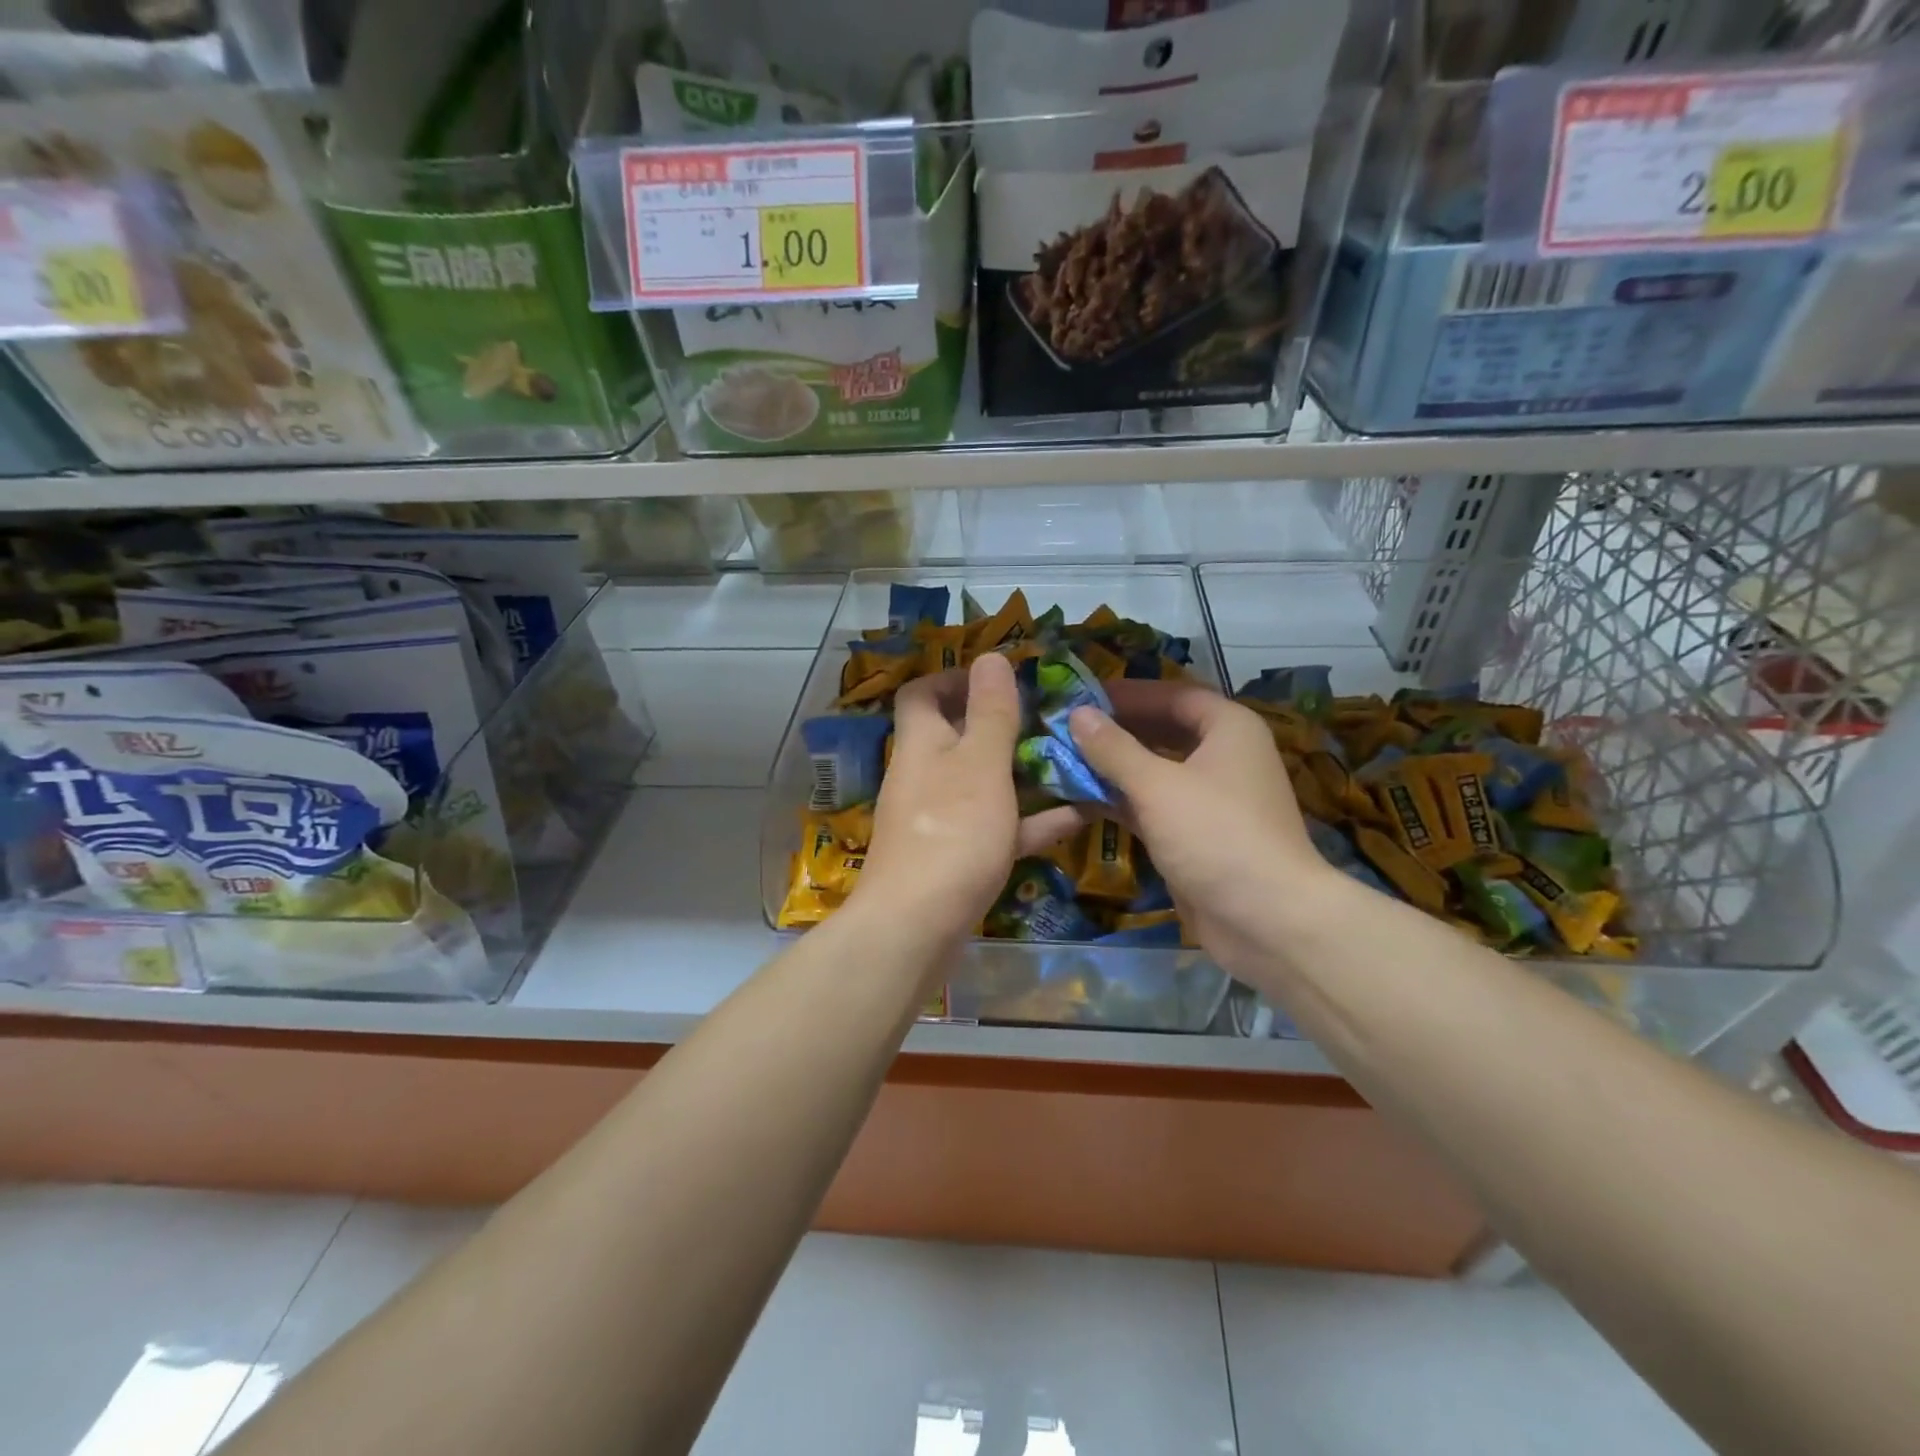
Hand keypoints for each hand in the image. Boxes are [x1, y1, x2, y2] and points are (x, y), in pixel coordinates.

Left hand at [852, 653, 1080, 943]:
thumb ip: (990, 712)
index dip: (956, 678)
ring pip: (984, 783)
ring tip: (1073, 761)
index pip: (922, 692)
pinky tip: (1080, 816)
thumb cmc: (952, 833)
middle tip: (1052, 720)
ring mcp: (940, 819)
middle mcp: (925, 775)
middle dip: (1004, 725)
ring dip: (1024, 772)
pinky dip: (1031, 821)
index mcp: (922, 743)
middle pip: (959, 736)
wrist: (917, 928)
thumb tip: (991, 655)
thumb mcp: (980, 764)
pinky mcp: (957, 857)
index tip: (1002, 679)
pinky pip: (997, 827)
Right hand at [1068, 679, 1343, 972]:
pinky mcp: (1197, 836)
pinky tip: (1082, 800)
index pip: (1173, 694)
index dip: (1129, 693)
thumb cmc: (1215, 835)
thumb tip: (1077, 713)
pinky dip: (1123, 801)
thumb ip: (1113, 749)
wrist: (1267, 919)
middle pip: (1164, 731)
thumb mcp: (1157, 786)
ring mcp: (1211, 799)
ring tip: (1065, 760)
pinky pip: (1154, 806)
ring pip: (1156, 771)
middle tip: (1067, 728)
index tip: (1083, 695)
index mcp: (1228, 729)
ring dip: (1115, 767)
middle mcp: (1223, 756)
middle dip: (1117, 730)